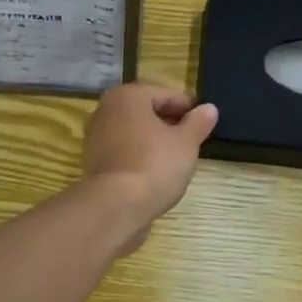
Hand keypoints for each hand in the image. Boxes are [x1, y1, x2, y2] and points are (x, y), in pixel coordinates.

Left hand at [82, 82, 218, 225]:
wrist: (115, 206)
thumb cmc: (154, 165)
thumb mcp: (186, 143)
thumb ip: (198, 123)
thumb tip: (209, 108)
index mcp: (128, 96)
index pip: (165, 94)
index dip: (187, 108)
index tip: (204, 121)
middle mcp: (106, 109)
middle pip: (146, 111)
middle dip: (169, 123)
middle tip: (192, 139)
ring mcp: (96, 136)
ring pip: (133, 131)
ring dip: (153, 139)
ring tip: (176, 156)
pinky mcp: (93, 161)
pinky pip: (123, 150)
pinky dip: (139, 154)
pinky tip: (155, 171)